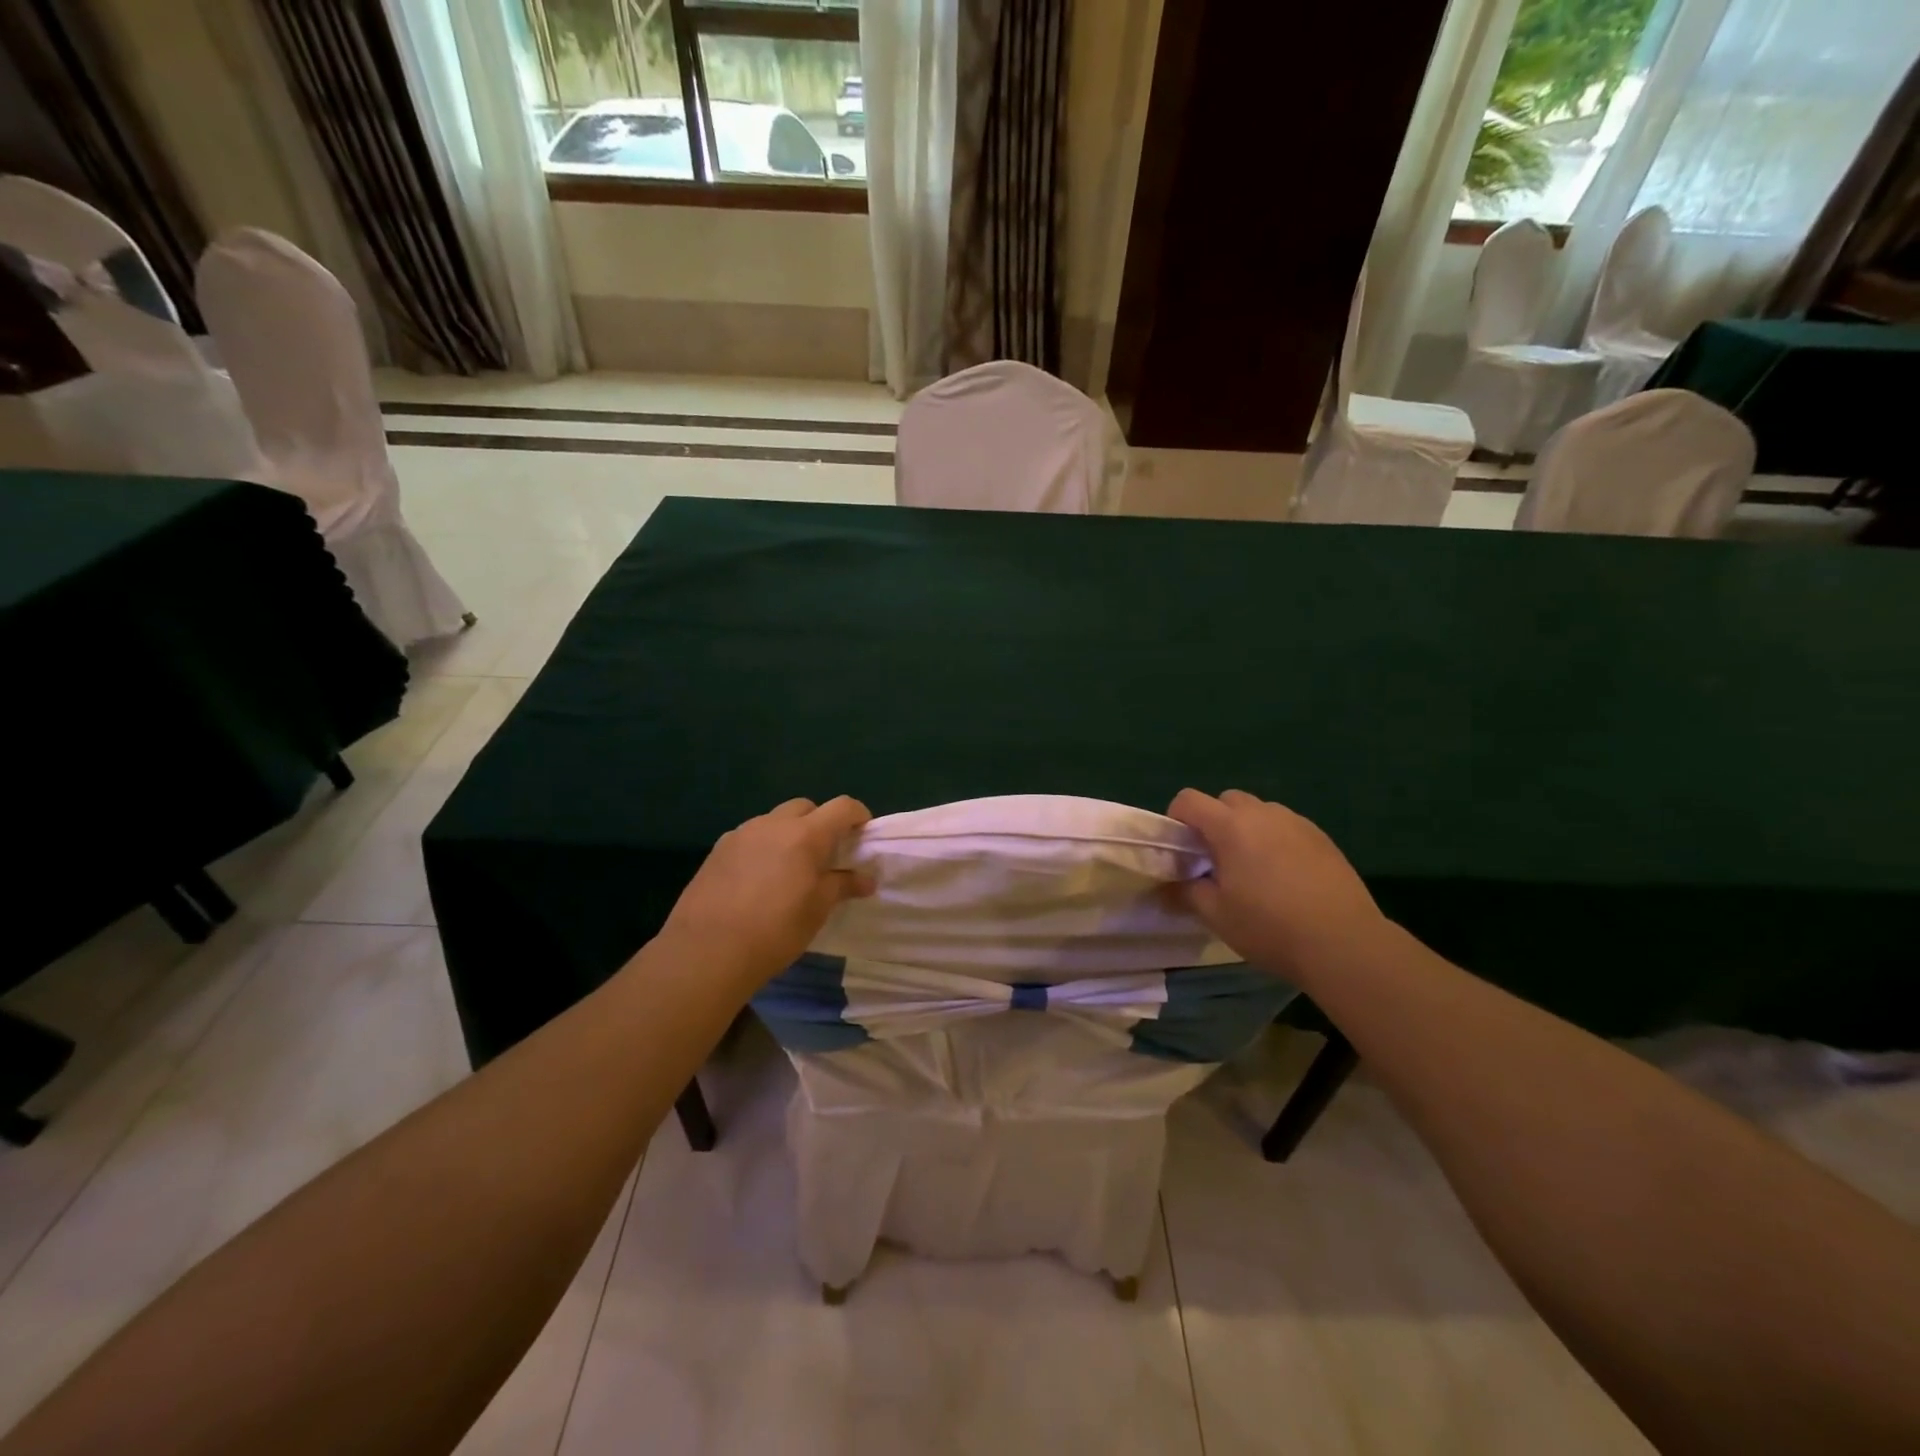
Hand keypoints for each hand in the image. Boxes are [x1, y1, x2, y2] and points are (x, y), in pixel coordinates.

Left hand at [657, 797, 874, 987]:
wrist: (707, 951)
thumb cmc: (775, 930)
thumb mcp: (817, 910)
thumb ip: (842, 886)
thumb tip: (867, 880)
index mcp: (805, 835)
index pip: (842, 807)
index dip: (858, 815)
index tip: (863, 834)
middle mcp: (773, 824)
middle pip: (806, 807)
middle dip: (821, 822)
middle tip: (825, 854)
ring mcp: (742, 834)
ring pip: (774, 820)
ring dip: (789, 833)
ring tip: (790, 868)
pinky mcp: (718, 850)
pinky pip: (750, 837)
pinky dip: (763, 847)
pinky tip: (758, 879)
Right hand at [1167, 788, 1385, 981]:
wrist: (1344, 943)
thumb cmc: (1269, 926)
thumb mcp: (1216, 915)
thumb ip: (1184, 894)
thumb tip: (1162, 890)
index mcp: (1230, 826)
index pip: (1188, 800)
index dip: (1177, 820)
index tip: (1182, 851)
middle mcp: (1262, 813)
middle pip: (1225, 800)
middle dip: (1213, 822)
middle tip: (1216, 861)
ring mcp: (1296, 822)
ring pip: (1259, 812)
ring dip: (1246, 830)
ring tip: (1253, 870)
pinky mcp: (1322, 838)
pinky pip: (1286, 827)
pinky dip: (1275, 841)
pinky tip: (1285, 878)